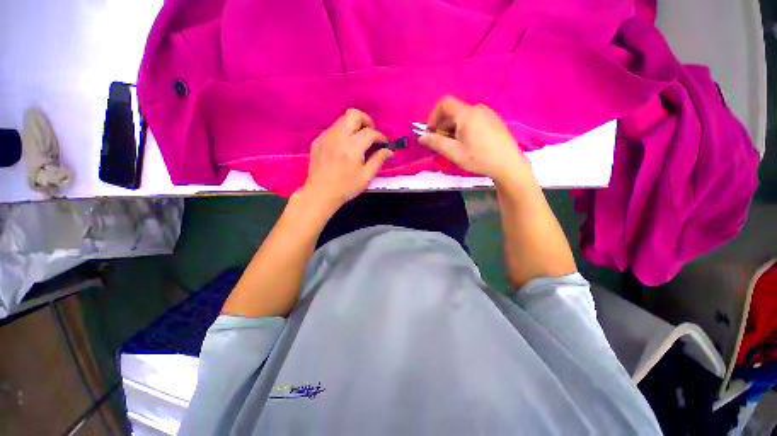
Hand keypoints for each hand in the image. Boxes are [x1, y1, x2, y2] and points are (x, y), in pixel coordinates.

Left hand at [299, 108, 393, 214]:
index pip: (370, 132)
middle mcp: (337, 137)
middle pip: (354, 114)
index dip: (380, 137)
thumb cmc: (346, 187)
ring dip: (354, 127)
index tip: (384, 144)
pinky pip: (333, 129)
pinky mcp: (318, 140)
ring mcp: (325, 137)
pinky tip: (345, 148)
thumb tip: (389, 150)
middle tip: (371, 135)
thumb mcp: (366, 176)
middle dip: (366, 121)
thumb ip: (379, 160)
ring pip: (342, 120)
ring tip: (358, 142)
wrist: (320, 194)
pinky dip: (343, 133)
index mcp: (351, 148)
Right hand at [419, 97, 531, 184]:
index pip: (444, 103)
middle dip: (443, 127)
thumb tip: (421, 137)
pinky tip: (469, 145)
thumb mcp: (454, 152)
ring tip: (456, 147)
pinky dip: (464, 129)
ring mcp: (488, 114)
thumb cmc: (479, 158)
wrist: (509, 164)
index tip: (431, 132)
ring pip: (463, 118)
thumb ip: (436, 143)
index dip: (433, 116)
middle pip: (454, 112)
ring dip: (453, 130)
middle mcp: (478, 109)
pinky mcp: (494, 121)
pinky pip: (474, 121)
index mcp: (467, 114)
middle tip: (442, 145)